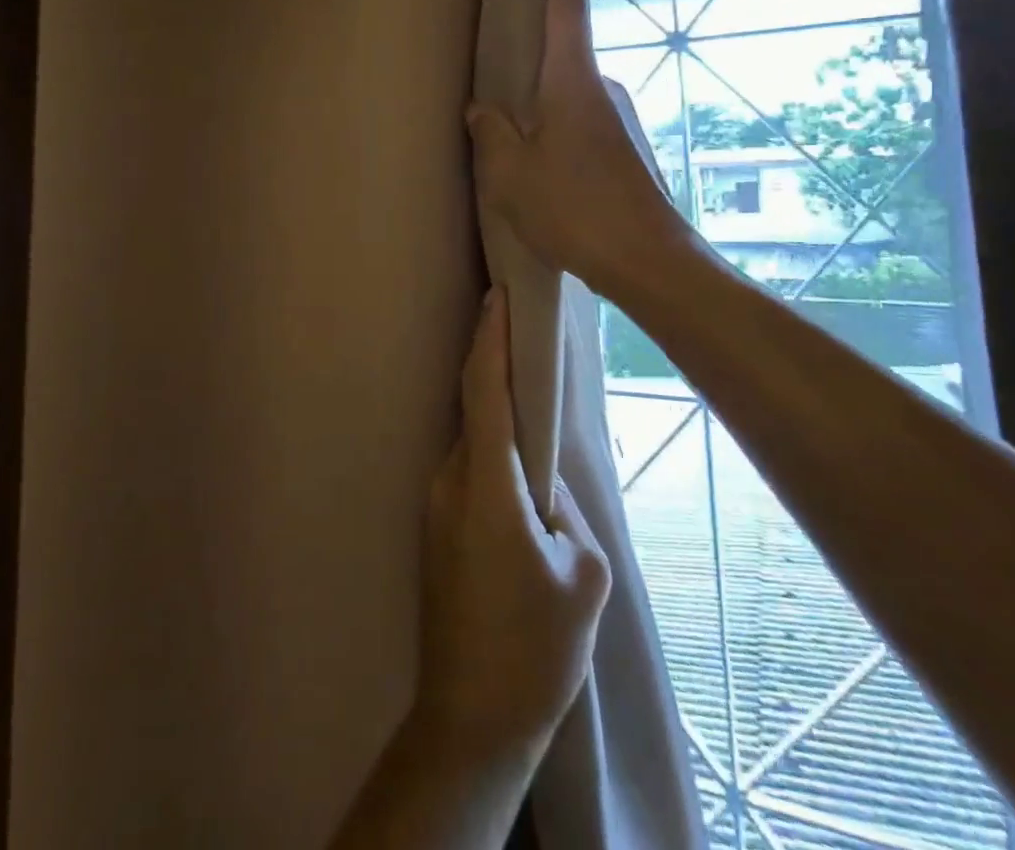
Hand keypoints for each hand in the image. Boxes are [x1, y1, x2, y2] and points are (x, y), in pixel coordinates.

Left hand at [414, 288, 610, 764]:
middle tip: (524, 336)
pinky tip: (517, 471)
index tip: (497, 296)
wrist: (470, 718)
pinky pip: (466, 471)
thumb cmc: (534, 649)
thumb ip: (567, 511)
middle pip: (474, 408)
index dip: (490, 338)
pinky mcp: (433, 528)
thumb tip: (547, 482)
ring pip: (471, 442)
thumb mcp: (581, 576)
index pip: (484, 390)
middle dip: (494, 367)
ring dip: (496, 418)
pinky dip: (489, 453)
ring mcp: (435, 505)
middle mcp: (450, 481)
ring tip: (532, 404)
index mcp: (486, 485)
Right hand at [467, 0, 695, 299]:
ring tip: (501, 108)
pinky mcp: (619, 148)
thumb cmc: (574, 208)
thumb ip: (489, 132)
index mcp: (572, 80)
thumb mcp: (510, 172)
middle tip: (492, 38)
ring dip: (537, 90)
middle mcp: (599, 88)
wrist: (648, 261)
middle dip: (531, 37)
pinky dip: (551, 120)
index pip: (567, 3)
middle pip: (564, 44)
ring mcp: (615, 119)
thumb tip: (481, 109)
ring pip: (567, 88)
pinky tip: (531, 153)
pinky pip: (576, 117)